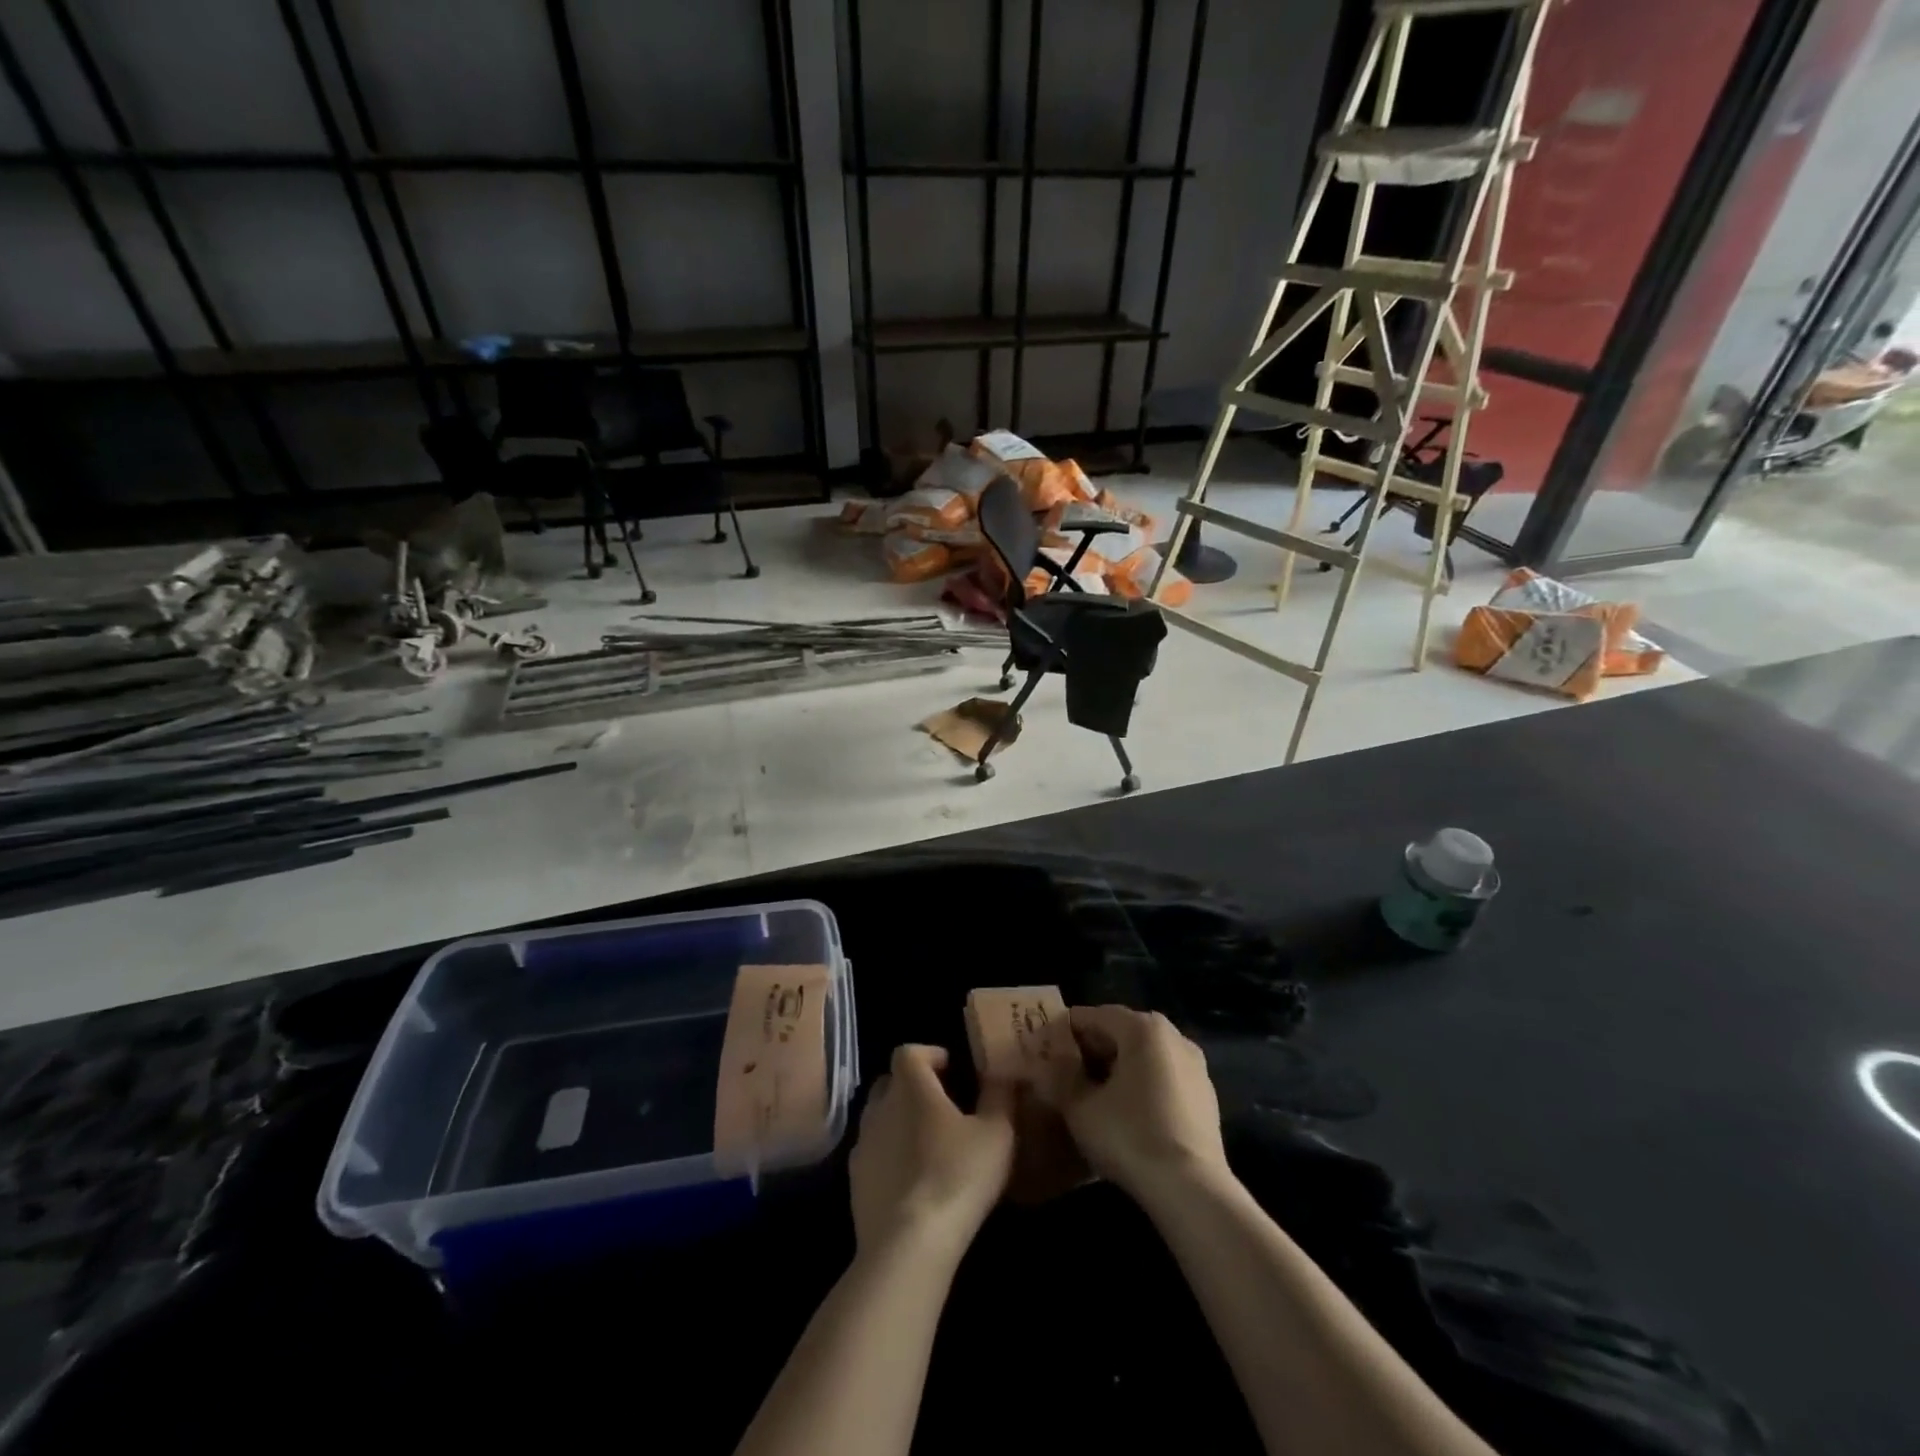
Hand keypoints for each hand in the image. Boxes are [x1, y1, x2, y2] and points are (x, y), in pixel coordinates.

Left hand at [849, 1045, 1014, 1258]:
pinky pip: (873, 1154)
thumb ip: (1000, 1095)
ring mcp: (863, 1145)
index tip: (952, 1069)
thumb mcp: (996, 1133)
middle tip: (944, 1106)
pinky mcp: (855, 1182)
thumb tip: (1002, 1072)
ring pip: (880, 1119)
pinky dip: (890, 1157)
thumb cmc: (956, 1176)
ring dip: (901, 1123)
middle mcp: (879, 1108)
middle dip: (914, 1087)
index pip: (909, 1052)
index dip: (929, 1054)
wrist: (907, 1245)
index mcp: (910, 1087)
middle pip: (891, 1083)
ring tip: (930, 1145)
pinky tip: (913, 1180)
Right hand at [1037, 1006, 1227, 1199]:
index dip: (1066, 1031)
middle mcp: (1173, 1036)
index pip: (1094, 1015)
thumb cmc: (1130, 1137)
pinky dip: (1141, 1084)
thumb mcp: (1080, 1107)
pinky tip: (1126, 1112)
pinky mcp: (1206, 1096)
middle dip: (1092, 1048)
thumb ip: (1059, 1078)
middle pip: (1122, 1031)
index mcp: (1143, 1028)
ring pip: (1144, 1055)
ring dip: (1117, 1067)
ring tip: (1093, 1093)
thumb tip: (1045, 1065)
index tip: (1044, 1050)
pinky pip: (1163, 1077)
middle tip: (1065, 1072)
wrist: (1192, 1191)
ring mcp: (1195, 1066)